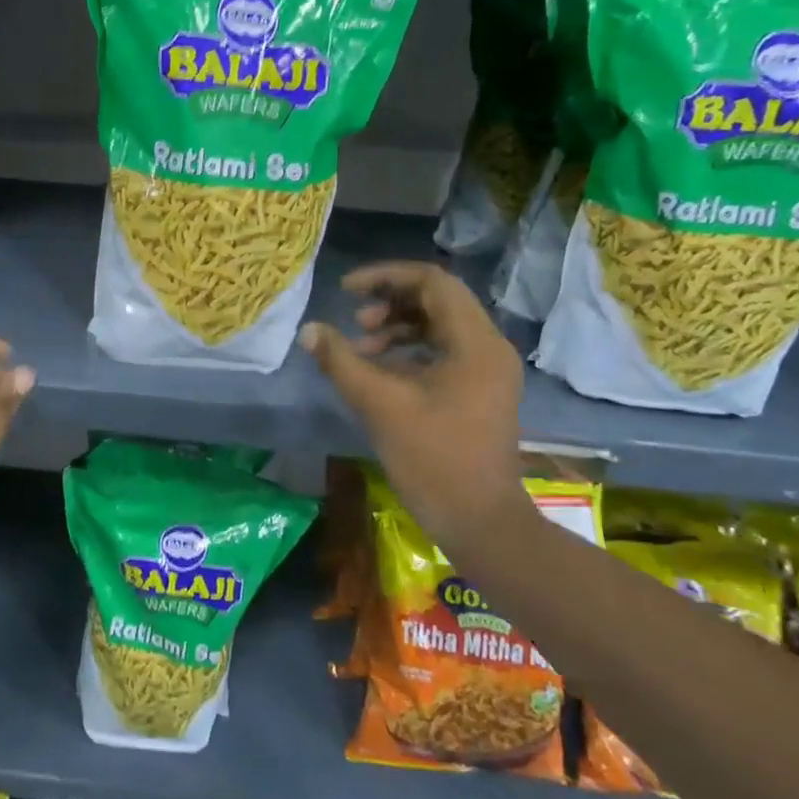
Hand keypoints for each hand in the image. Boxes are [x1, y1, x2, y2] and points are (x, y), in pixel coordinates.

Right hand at [300, 262, 524, 540]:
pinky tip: (379, 369)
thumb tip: (309, 330)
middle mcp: (488, 347)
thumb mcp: (380, 405)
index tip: (346, 291)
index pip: (432, 281)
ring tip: (361, 346)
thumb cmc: (433, 460)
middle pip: (438, 300)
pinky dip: (410, 350)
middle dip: (390, 303)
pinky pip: (444, 351)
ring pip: (440, 325)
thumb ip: (341, 361)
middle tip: (355, 323)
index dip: (385, 277)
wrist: (479, 521)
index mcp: (475, 342)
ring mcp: (488, 370)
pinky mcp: (480, 390)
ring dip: (397, 327)